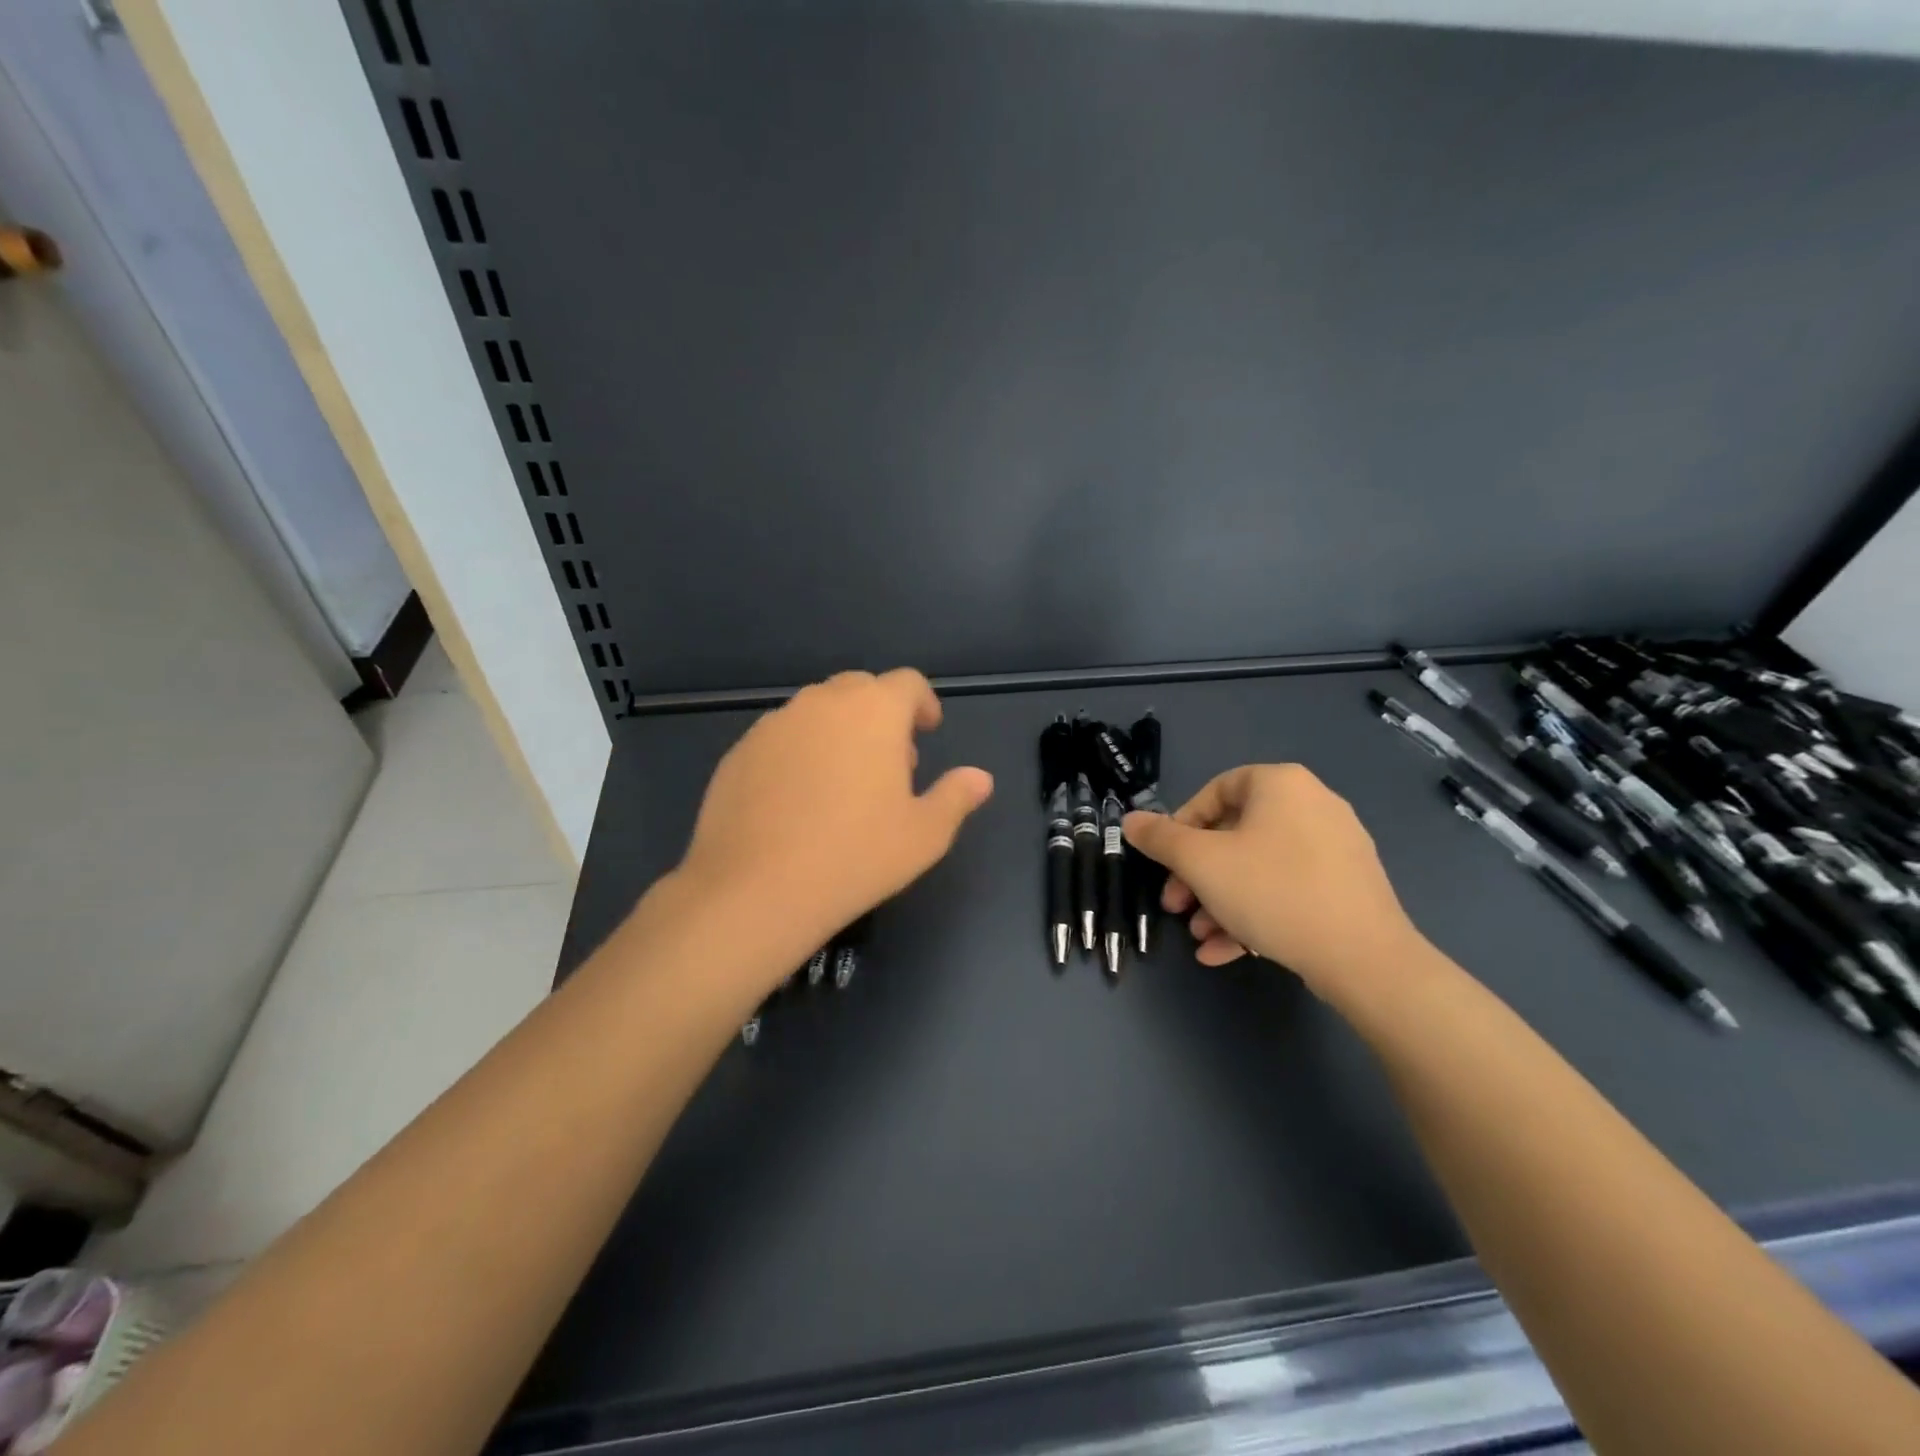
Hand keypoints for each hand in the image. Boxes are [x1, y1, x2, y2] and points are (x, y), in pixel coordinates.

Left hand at [675, 669, 993, 960]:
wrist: (756, 889)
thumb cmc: (856, 856)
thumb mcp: (925, 834)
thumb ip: (956, 796)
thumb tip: (980, 778)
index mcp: (874, 711)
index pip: (907, 683)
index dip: (922, 703)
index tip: (927, 731)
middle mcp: (822, 703)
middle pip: (860, 689)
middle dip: (881, 714)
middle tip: (890, 760)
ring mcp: (775, 724)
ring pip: (817, 711)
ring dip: (839, 730)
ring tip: (843, 781)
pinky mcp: (740, 750)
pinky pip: (782, 737)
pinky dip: (800, 751)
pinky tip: (798, 799)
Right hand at [1123, 764, 1421, 992]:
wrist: (1364, 958)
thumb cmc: (1273, 892)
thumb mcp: (1201, 862)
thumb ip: (1160, 838)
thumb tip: (1131, 820)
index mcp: (1280, 785)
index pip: (1215, 791)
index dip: (1180, 826)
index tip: (1165, 861)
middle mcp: (1312, 806)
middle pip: (1235, 834)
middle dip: (1197, 875)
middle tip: (1175, 905)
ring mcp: (1335, 848)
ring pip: (1258, 868)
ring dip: (1220, 900)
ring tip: (1199, 935)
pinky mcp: (1347, 888)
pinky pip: (1287, 890)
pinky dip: (1254, 914)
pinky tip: (1225, 951)